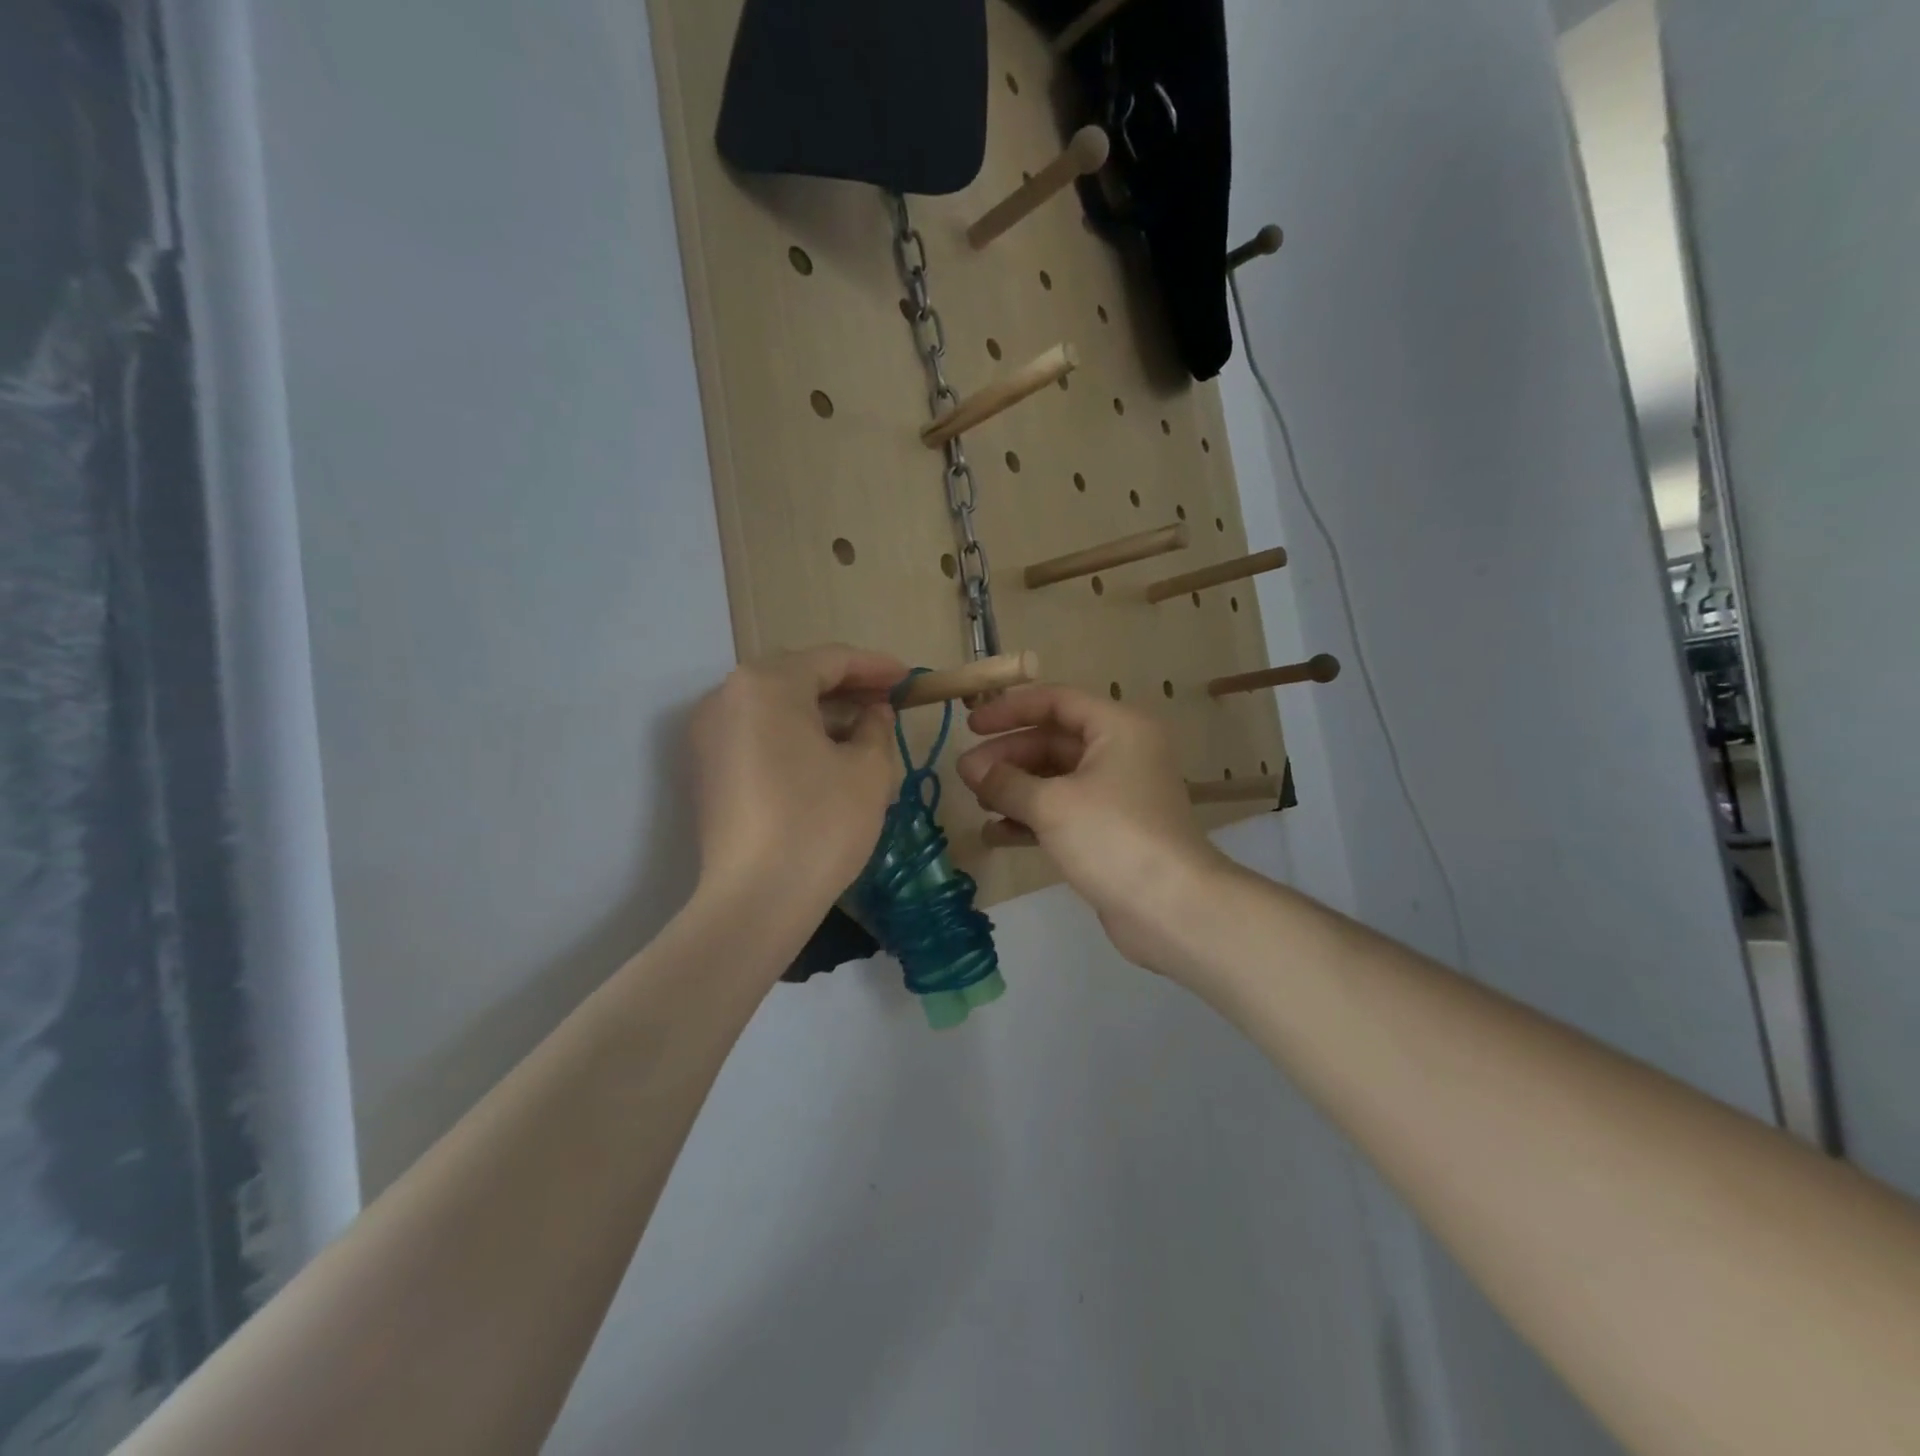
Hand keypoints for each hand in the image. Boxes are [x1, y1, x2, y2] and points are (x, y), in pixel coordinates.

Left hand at [689, 645, 905, 917]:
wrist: (755, 900)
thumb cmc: (820, 823)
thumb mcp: (868, 769)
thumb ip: (876, 726)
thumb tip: (873, 712)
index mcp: (766, 684)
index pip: (831, 659)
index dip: (875, 666)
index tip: (908, 679)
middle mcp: (726, 697)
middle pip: (796, 677)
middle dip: (846, 687)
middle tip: (887, 702)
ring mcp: (708, 734)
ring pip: (774, 706)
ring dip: (819, 711)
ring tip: (861, 729)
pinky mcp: (705, 769)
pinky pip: (755, 733)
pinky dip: (791, 734)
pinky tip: (823, 755)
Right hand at [955, 685, 1227, 972]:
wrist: (1171, 908)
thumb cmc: (1113, 837)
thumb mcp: (1052, 804)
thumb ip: (1006, 781)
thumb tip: (970, 768)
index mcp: (1117, 728)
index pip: (1056, 701)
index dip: (1010, 710)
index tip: (971, 725)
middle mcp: (1120, 753)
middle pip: (1053, 741)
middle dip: (1008, 756)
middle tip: (966, 774)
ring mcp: (1117, 794)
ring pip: (1056, 779)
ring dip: (1015, 787)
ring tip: (977, 802)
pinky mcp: (1110, 831)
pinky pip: (1063, 812)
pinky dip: (1031, 817)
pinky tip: (996, 832)